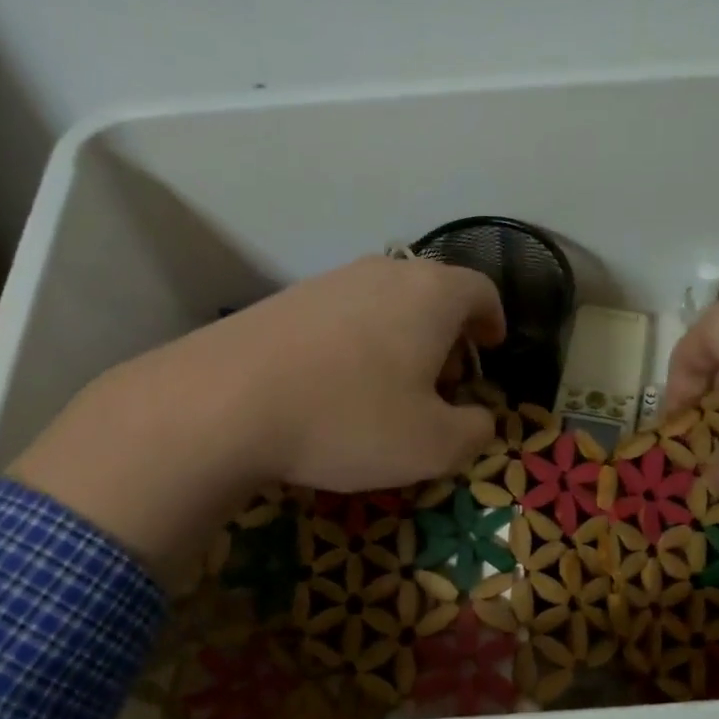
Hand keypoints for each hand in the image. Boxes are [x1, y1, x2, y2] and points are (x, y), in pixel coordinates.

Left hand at [11, 256, 504, 568]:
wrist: (224, 403)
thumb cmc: (350, 418)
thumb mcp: (432, 446)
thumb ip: (474, 432)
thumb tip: (480, 420)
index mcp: (431, 294)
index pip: (481, 290)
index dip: (493, 320)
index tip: (491, 348)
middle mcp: (383, 273)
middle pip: (433, 294)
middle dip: (448, 336)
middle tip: (443, 382)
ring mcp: (328, 281)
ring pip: (386, 304)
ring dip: (401, 340)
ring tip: (389, 389)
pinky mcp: (285, 300)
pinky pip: (342, 316)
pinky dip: (358, 344)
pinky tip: (336, 387)